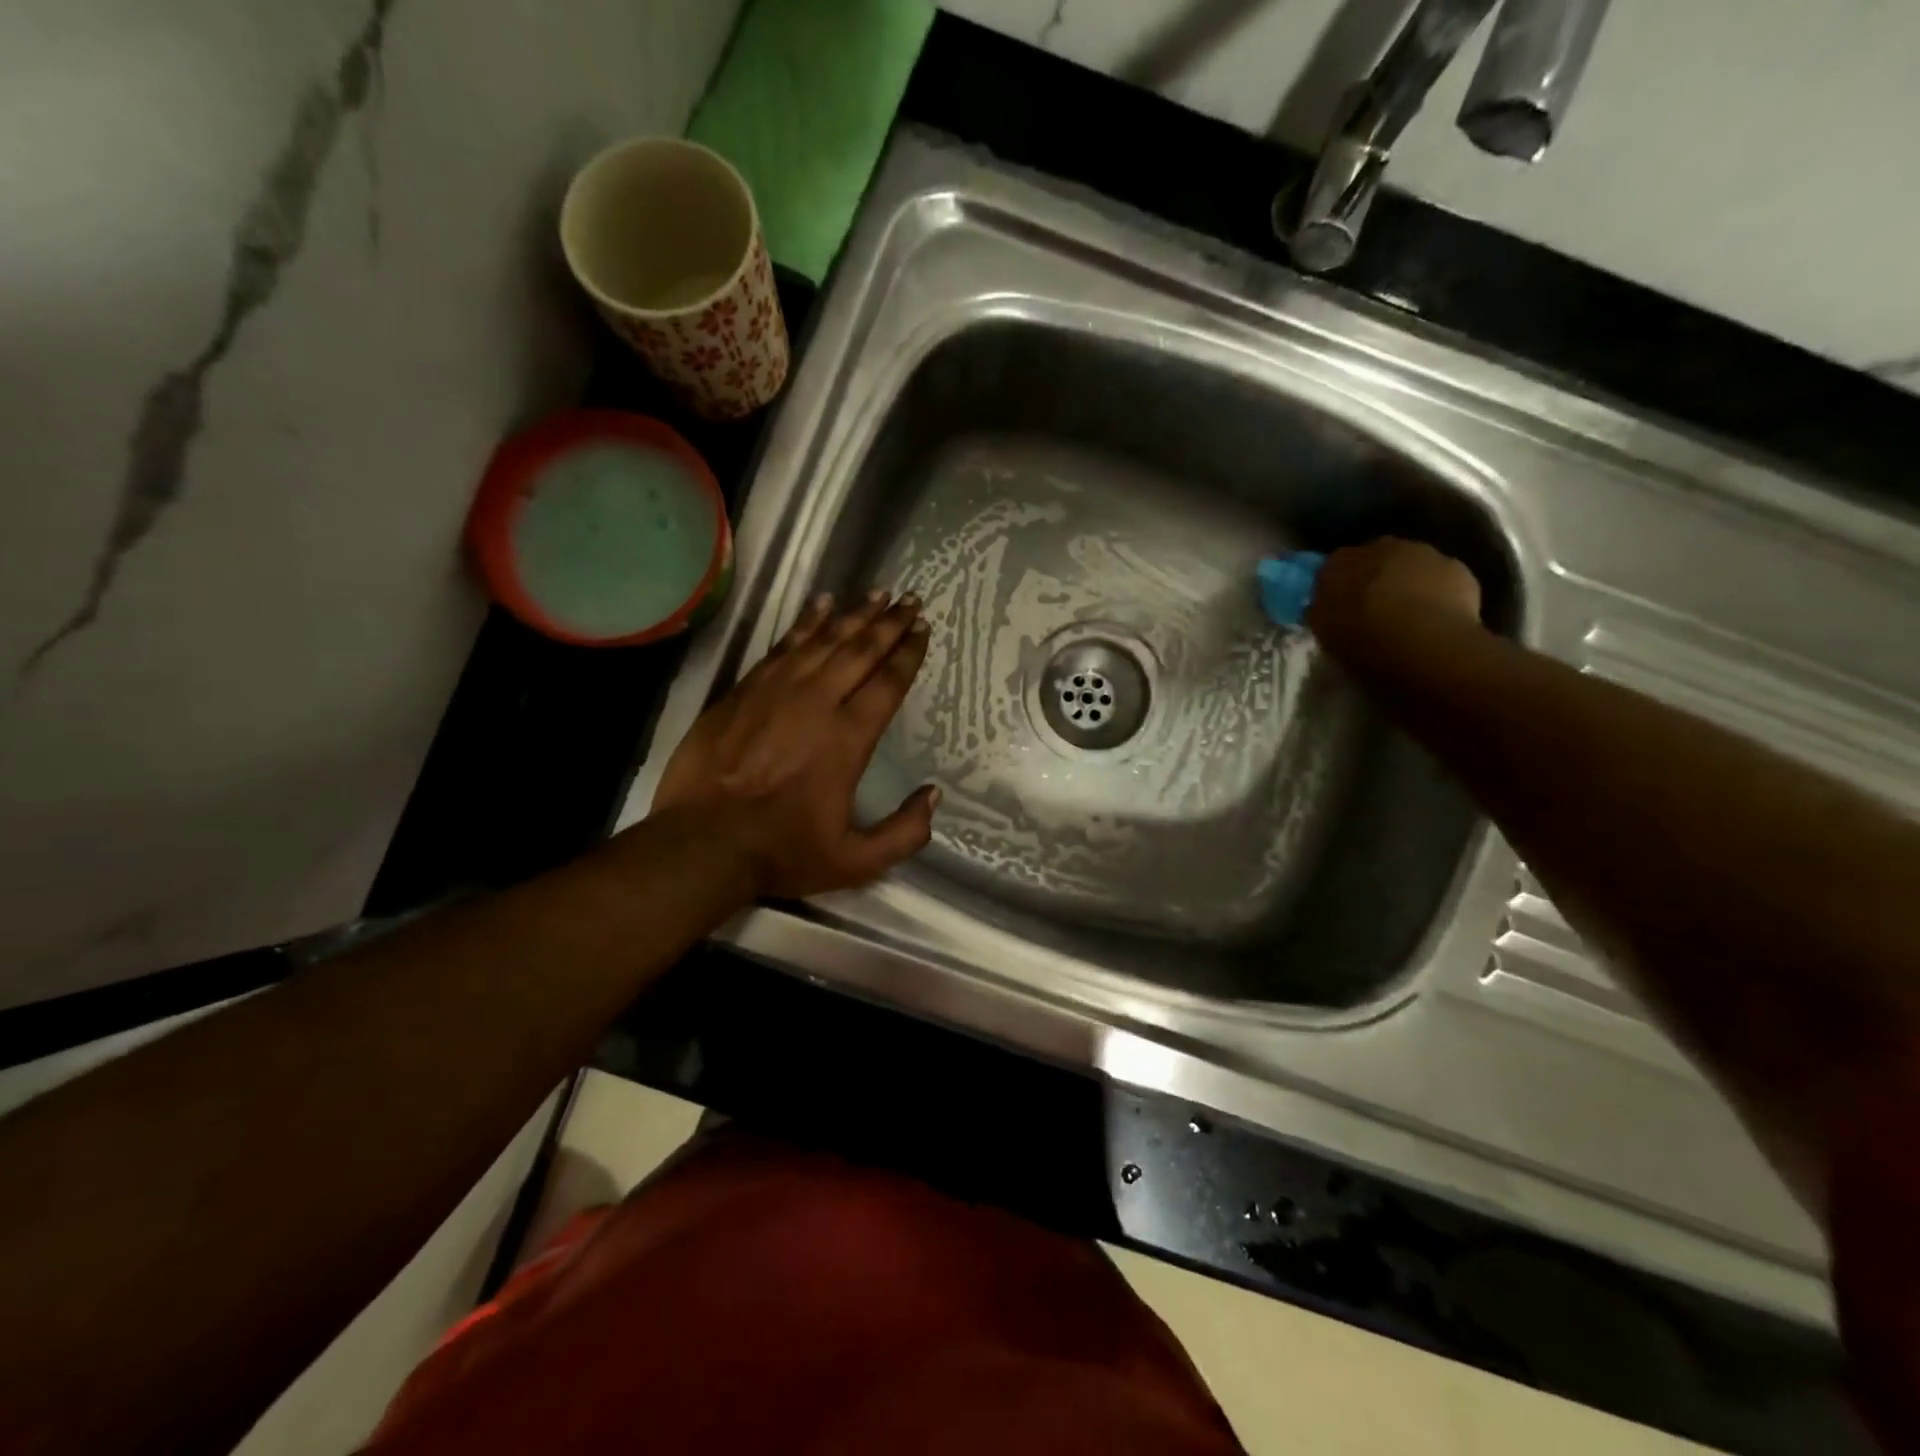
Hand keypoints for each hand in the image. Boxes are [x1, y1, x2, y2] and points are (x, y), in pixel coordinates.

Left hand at [651, 591, 938, 900]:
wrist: (703, 842)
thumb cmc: (782, 851)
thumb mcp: (855, 861)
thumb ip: (903, 832)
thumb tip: (933, 795)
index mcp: (849, 739)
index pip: (887, 683)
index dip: (908, 653)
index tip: (923, 628)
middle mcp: (818, 703)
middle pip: (861, 651)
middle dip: (889, 623)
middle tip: (910, 599)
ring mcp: (777, 690)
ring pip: (824, 640)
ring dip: (854, 615)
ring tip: (877, 593)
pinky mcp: (745, 689)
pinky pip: (783, 645)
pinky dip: (805, 622)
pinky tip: (820, 605)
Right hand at [1306, 538, 1483, 671]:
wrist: (1427, 646)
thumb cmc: (1364, 640)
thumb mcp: (1325, 631)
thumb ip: (1320, 610)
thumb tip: (1320, 603)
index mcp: (1341, 561)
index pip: (1330, 565)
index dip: (1334, 584)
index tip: (1336, 604)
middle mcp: (1381, 546)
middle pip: (1373, 559)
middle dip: (1371, 577)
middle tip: (1370, 608)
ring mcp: (1423, 554)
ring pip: (1409, 565)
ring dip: (1405, 582)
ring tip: (1405, 614)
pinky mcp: (1458, 569)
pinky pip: (1439, 579)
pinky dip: (1435, 592)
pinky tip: (1433, 618)